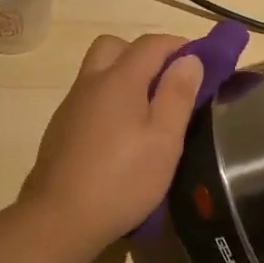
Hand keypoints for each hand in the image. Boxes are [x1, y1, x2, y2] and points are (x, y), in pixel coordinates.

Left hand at [23, 33, 203, 249]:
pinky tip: (121, 137)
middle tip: (168, 83)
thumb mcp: (164, 140)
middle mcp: (90, 83)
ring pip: (98, 73)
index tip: (203, 63)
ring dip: (124, 77)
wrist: (60, 218)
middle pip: (115, 47)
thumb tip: (190, 59)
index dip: (180, 46)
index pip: (152, 43)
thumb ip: (178, 95)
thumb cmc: (122, 179)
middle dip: (145, 54)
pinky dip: (109, 102)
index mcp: (118, 80)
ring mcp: (70, 106)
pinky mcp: (60, 130)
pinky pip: (89, 99)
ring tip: (149, 112)